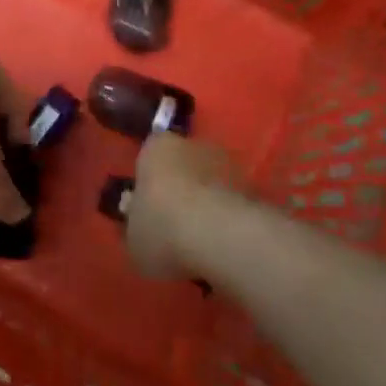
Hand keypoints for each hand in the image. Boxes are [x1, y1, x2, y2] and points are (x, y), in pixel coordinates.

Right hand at [126, 133, 243, 280]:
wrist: (219, 234)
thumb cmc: (162, 227)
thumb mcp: (133, 237)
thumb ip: (135, 225)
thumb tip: (138, 224)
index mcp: (155, 147)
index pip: (148, 156)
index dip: (149, 183)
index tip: (148, 209)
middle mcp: (191, 143)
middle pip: (182, 164)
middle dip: (180, 187)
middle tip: (175, 223)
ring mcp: (226, 161)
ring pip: (210, 180)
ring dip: (207, 201)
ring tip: (202, 238)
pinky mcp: (252, 184)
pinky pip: (231, 199)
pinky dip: (227, 216)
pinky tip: (222, 243)